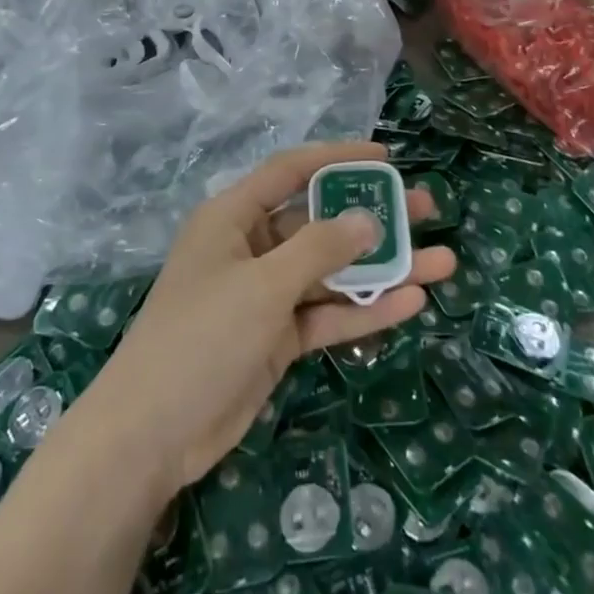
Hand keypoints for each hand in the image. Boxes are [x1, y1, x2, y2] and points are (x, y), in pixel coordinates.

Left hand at [82, 141, 455, 502]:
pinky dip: (363, 311)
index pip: (291, 171)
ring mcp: (266, 295)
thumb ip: (319, 249)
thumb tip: (368, 219)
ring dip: (382, 270)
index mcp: (234, 217)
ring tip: (441, 262)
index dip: (337, 159)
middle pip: (321, 223)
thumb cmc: (202, 337)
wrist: (152, 434)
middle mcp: (252, 248)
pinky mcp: (276, 338)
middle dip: (373, 218)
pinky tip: (410, 304)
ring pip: (332, 273)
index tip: (386, 158)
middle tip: (428, 210)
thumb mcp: (263, 285)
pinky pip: (326, 315)